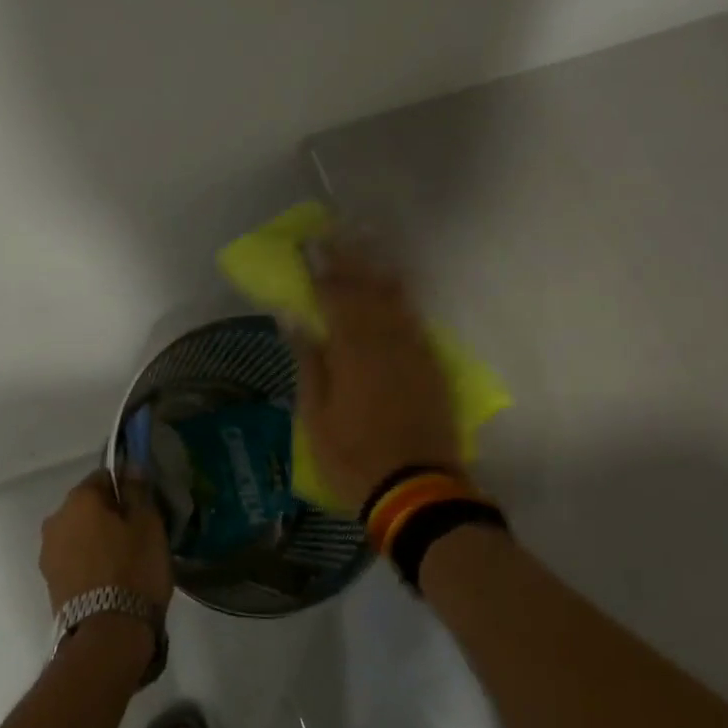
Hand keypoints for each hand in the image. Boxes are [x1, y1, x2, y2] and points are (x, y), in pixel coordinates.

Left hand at [39, 471, 172, 615]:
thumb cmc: (133, 569)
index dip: (126, 489)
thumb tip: (129, 466)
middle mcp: (55, 519)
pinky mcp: (50, 582)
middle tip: (137, 536)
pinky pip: (74, 560)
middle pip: (87, 507)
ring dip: (97, 540)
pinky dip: (89, 563)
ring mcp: (48, 553)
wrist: (107, 634)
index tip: (143, 509)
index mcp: (78, 498)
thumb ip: (137, 491)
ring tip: (125, 562)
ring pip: (79, 534)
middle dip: (109, 515)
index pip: (104, 477)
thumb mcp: (147, 524)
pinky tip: (110, 581)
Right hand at [294, 238, 459, 507]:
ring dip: (376, 271)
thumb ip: (309, 361)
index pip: (335, 297)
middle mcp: (387, 342)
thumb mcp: (316, 416)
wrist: (418, 491)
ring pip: (395, 300)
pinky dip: (400, 299)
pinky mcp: (432, 367)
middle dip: (348, 260)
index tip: (307, 246)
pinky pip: (414, 321)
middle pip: (367, 290)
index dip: (320, 269)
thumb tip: (295, 317)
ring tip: (363, 249)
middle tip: (332, 236)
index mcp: (354, 353)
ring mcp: (414, 353)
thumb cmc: (354, 457)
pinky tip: (393, 290)